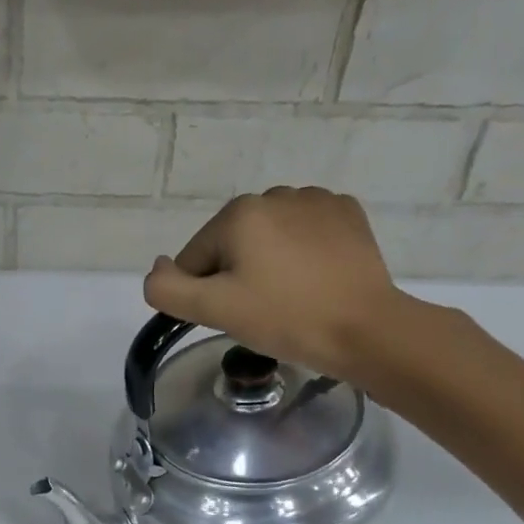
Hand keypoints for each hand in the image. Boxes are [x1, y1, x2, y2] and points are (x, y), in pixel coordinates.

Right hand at [143, 187, 412, 383]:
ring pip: (268, 237)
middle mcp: (274, 194)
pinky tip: (314, 279)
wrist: (365, 329)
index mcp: (238, 213)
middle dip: (236, 275)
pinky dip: (301, 252)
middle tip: (260, 310)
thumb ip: (167, 289)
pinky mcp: (347, 213)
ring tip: (290, 296)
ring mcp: (316, 200)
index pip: (196, 258)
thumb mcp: (214, 310)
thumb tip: (158, 267)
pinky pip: (305, 232)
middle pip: (232, 244)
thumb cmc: (284, 318)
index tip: (232, 315)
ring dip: (268, 262)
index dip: (204, 292)